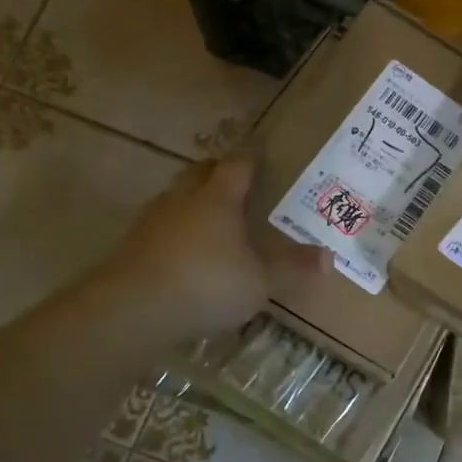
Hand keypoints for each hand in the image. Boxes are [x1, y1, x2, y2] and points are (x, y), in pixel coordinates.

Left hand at [99, 155, 327, 341]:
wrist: (131, 309)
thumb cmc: (206, 284)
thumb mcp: (260, 281)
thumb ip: (293, 269)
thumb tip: (329, 258)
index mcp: (218, 198)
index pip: (237, 165)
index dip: (251, 157)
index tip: (261, 152)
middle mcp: (183, 199)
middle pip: (200, 172)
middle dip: (217, 172)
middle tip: (236, 181)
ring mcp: (153, 221)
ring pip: (176, 198)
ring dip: (192, 201)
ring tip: (212, 218)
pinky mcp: (132, 246)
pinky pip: (160, 227)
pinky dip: (175, 232)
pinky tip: (185, 253)